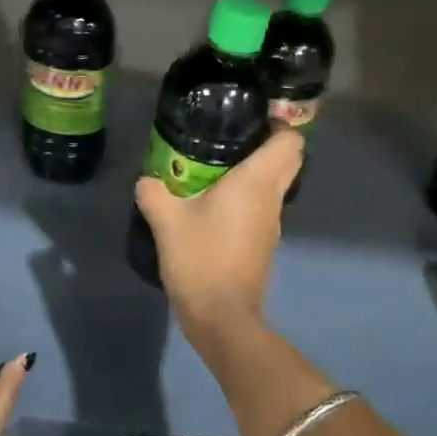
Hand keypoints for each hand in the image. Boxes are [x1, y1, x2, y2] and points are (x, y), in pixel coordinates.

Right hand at [135, 127, 302, 327]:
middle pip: (288, 160)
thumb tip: (146, 180)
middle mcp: (272, 198)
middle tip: (233, 138)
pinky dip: (248, 198)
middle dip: (268, 144)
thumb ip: (154, 193)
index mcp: (256, 182)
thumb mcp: (166, 222)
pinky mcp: (264, 244)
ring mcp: (273, 224)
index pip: (290, 141)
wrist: (222, 317)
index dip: (279, 124)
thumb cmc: (200, 259)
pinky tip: (216, 205)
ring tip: (219, 169)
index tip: (253, 118)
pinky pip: (263, 208)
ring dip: (257, 173)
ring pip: (276, 185)